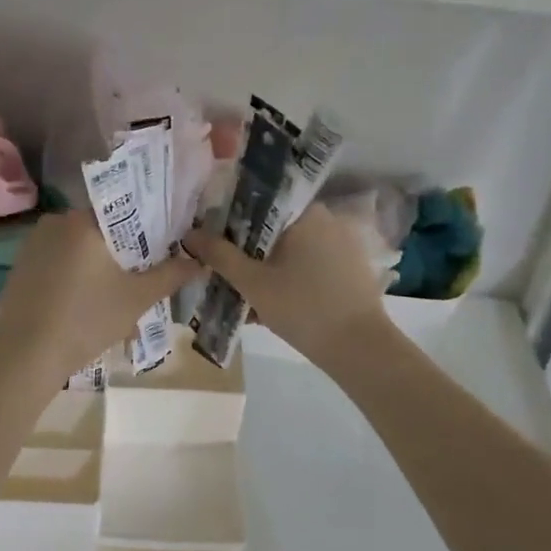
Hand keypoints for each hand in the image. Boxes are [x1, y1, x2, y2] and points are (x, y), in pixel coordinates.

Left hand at [0, 214, 201, 390]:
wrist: (25, 356)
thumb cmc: (87, 320)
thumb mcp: (138, 298)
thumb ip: (171, 275)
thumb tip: (198, 261)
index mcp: (83, 220)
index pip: (126, 210)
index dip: (149, 228)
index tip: (165, 247)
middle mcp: (55, 222)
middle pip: (102, 231)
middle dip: (124, 254)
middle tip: (144, 279)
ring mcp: (33, 244)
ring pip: (80, 249)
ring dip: (100, 269)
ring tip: (119, 300)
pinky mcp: (20, 267)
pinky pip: (59, 263)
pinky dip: (77, 278)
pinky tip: (87, 306)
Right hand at [183, 205, 389, 369]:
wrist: (359, 348)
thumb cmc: (302, 308)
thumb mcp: (252, 283)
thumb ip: (219, 255)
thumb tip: (190, 233)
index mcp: (305, 212)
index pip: (259, 202)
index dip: (230, 218)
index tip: (211, 238)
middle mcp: (327, 219)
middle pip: (274, 228)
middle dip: (247, 249)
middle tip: (224, 272)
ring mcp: (342, 244)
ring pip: (290, 249)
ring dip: (266, 267)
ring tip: (244, 295)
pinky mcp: (350, 269)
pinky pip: (309, 264)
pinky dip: (288, 278)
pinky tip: (271, 304)